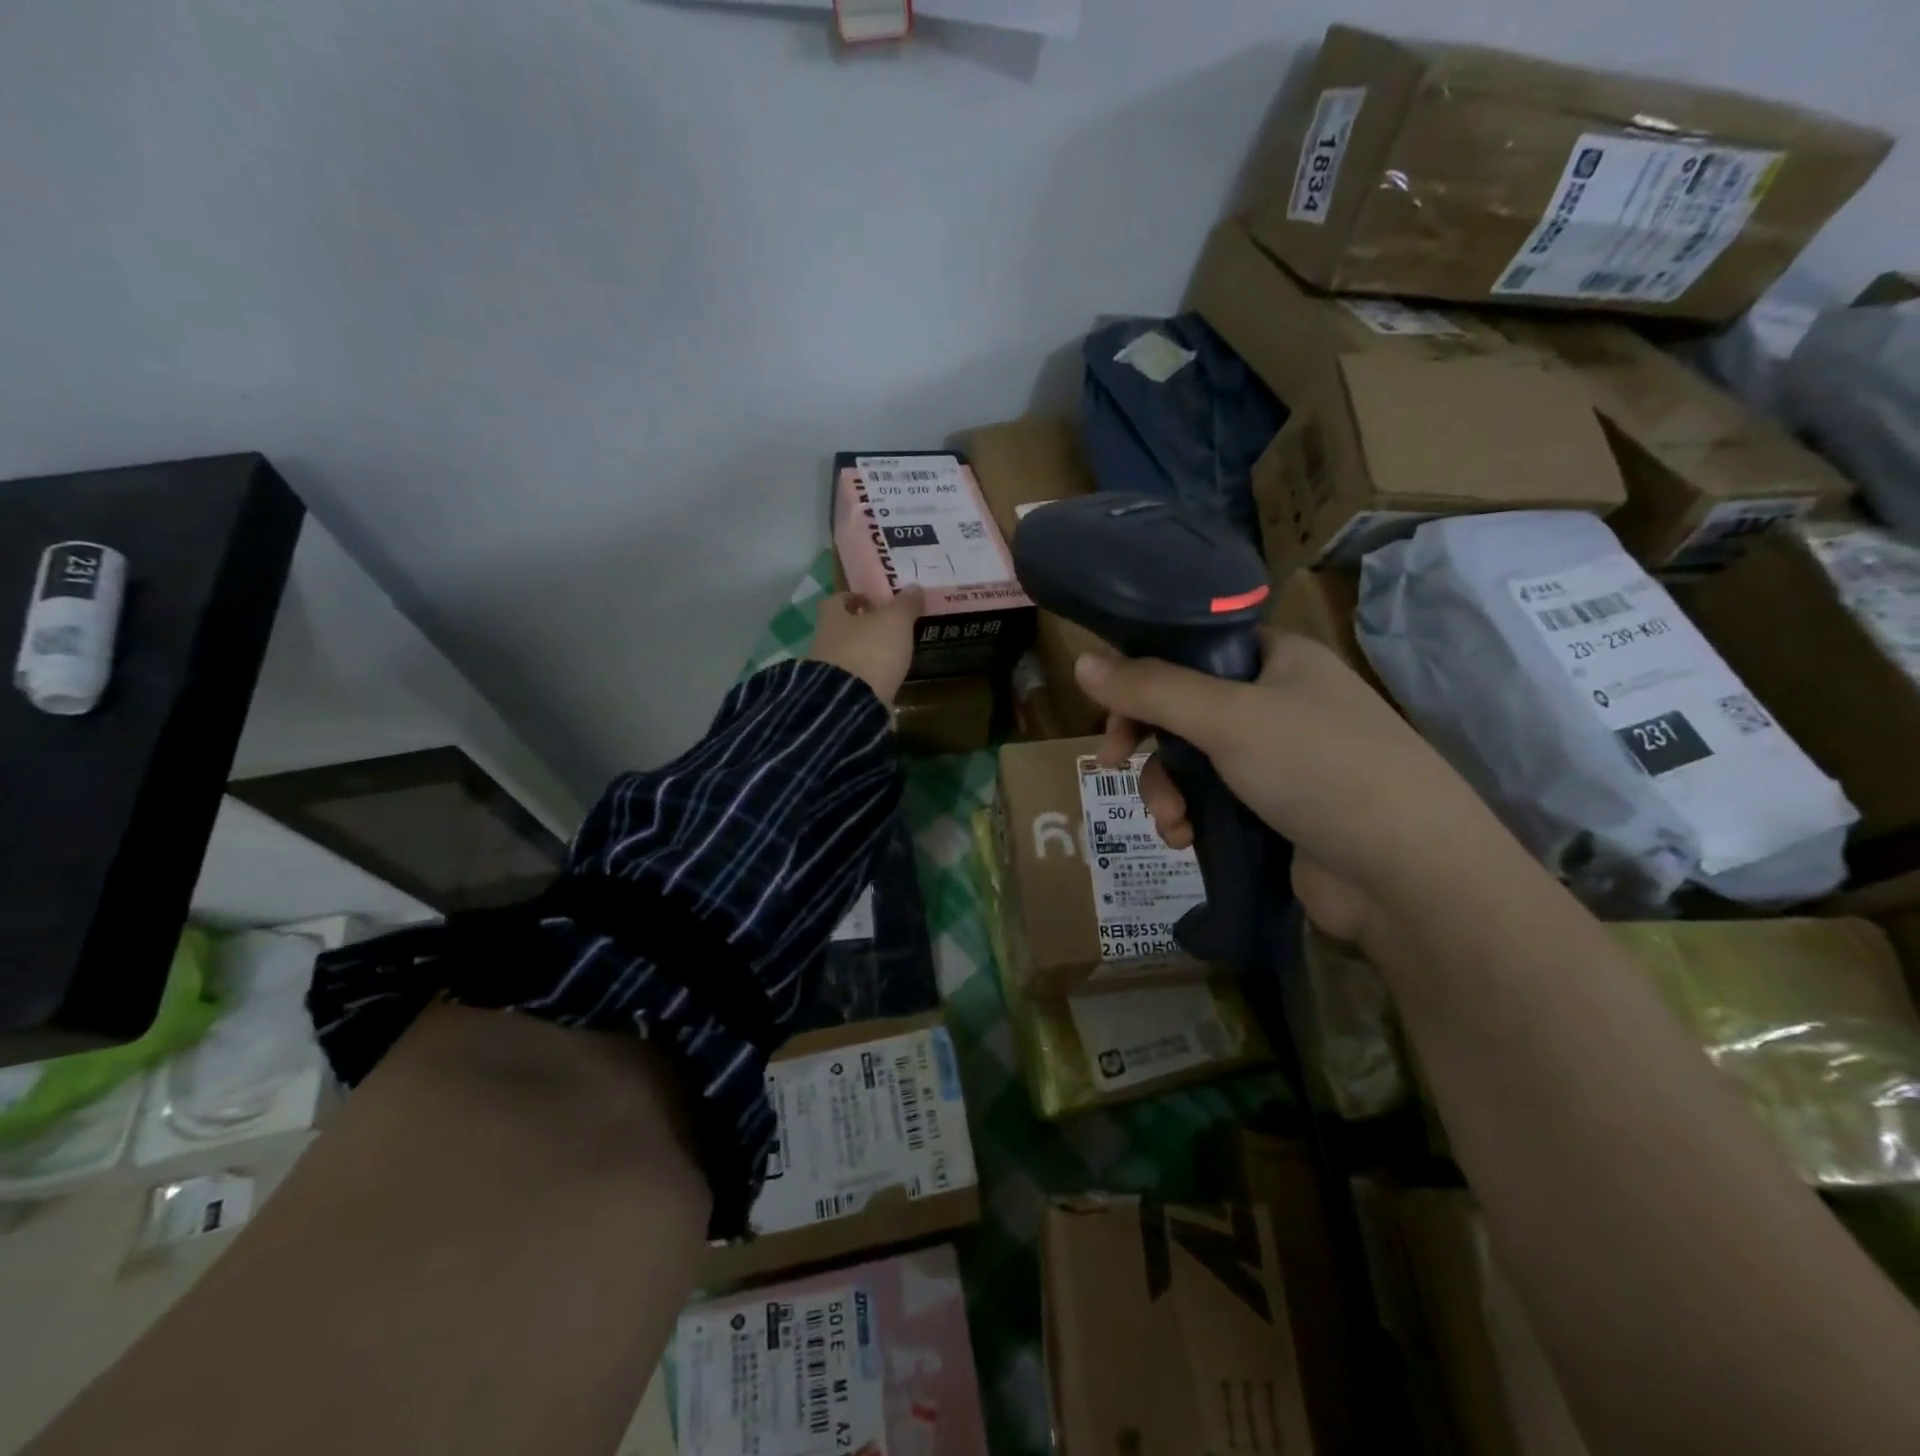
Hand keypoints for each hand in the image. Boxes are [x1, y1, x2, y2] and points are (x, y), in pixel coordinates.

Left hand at [810, 587, 924, 706]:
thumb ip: (905, 605)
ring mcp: (826, 672)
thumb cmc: (871, 650)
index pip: (838, 600)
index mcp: (832, 617)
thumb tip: (914, 587)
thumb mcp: (895, 621)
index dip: (856, 598)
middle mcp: (823, 641)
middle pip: (841, 629)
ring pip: (846, 656)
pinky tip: (883, 682)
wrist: (851, 703)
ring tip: (890, 658)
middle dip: (861, 628)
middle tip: (887, 629)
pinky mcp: (836, 697)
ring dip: (864, 655)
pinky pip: (852, 682)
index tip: (876, 602)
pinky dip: (866, 679)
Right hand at [1074, 633, 1512, 942]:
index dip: (1146, 672)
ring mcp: (1283, 760)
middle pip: (1187, 708)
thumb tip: (1081, 660)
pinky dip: (1192, 818)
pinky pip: (1215, 801)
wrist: (1408, 875)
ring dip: (1166, 790)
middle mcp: (1282, 702)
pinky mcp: (1280, 811)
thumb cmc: (1320, 769)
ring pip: (1195, 761)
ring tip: (1169, 822)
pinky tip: (1185, 840)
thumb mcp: (1227, 718)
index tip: (1110, 705)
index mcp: (1280, 659)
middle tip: (1115, 764)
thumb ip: (1151, 689)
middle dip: (1149, 742)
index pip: (1196, 648)